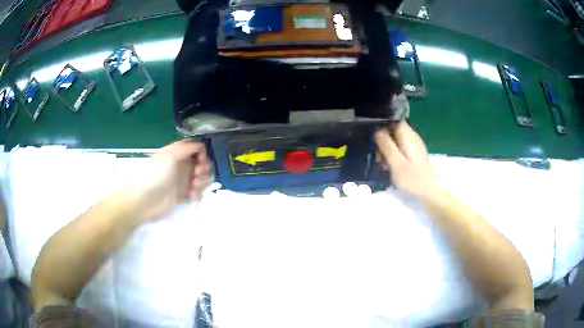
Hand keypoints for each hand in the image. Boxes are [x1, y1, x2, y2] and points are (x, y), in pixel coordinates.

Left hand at [123, 140, 211, 220]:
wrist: (146, 200)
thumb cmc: (157, 174)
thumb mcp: (170, 156)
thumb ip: (187, 148)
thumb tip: (201, 145)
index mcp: (177, 153)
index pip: (194, 147)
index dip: (202, 151)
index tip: (202, 159)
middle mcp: (181, 165)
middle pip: (201, 162)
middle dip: (204, 167)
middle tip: (197, 173)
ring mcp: (182, 180)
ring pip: (201, 177)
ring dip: (203, 180)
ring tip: (195, 185)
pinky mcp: (183, 195)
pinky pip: (197, 192)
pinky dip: (198, 193)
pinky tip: (193, 195)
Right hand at [374, 121, 435, 197]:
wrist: (430, 194)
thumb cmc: (413, 180)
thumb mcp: (396, 164)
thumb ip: (387, 146)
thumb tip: (377, 130)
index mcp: (408, 136)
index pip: (394, 120)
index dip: (382, 125)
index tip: (373, 137)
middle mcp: (413, 137)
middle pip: (394, 130)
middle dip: (383, 139)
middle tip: (377, 154)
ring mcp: (415, 146)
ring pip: (396, 140)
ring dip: (387, 148)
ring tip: (381, 162)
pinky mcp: (415, 155)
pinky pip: (401, 148)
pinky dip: (393, 154)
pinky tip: (389, 165)